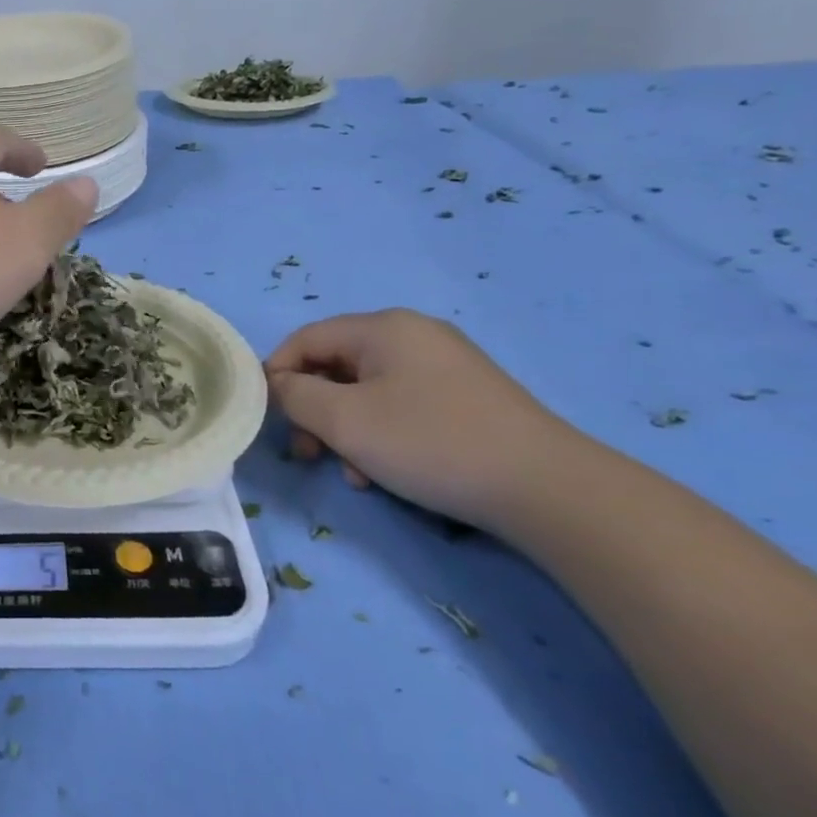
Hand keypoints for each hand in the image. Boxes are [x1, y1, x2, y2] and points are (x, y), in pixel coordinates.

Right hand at [264, 309, 581, 530]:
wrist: (547, 488)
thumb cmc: (430, 442)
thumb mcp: (345, 420)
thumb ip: (295, 396)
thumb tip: (278, 385)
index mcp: (383, 328)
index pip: (305, 339)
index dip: (277, 374)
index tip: (269, 418)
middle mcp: (413, 335)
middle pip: (336, 366)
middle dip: (314, 411)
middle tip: (308, 453)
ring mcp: (444, 365)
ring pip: (366, 392)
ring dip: (346, 431)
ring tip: (353, 474)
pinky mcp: (465, 397)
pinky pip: (400, 406)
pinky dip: (381, 435)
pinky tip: (386, 473)